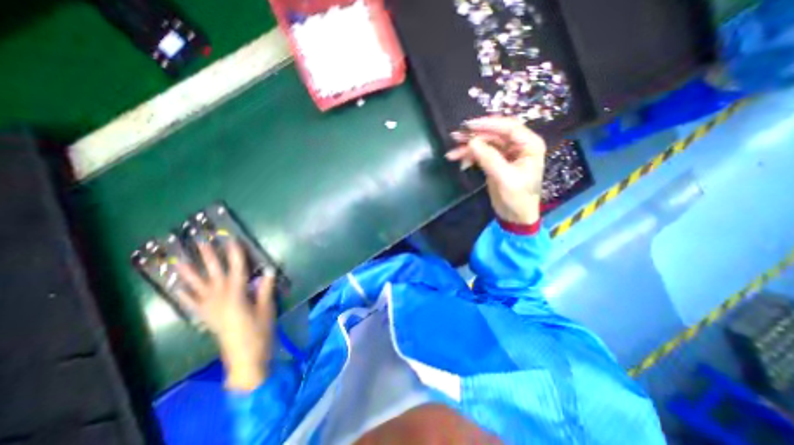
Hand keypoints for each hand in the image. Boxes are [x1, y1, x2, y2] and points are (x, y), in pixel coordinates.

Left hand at [177, 240, 276, 388]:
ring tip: (178, 260)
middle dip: (209, 256)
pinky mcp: (206, 317)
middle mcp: (220, 299)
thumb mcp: (266, 308)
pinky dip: (184, 293)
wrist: (245, 357)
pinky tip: (177, 285)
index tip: (231, 238)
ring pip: (197, 286)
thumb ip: (265, 288)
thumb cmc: (259, 331)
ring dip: (188, 272)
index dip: (235, 253)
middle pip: (214, 273)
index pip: (237, 269)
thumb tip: (269, 270)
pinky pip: (192, 303)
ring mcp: (210, 308)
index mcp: (236, 295)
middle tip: (201, 240)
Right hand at [445, 117, 546, 225]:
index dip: (488, 124)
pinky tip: (460, 162)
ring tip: (452, 154)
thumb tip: (472, 142)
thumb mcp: (504, 178)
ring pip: (485, 144)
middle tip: (455, 137)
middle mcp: (518, 146)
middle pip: (494, 134)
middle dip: (474, 137)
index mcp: (529, 145)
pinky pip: (481, 154)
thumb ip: (489, 159)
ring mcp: (505, 154)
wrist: (515, 216)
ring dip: (468, 148)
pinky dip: (470, 157)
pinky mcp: (495, 162)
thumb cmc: (517, 198)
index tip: (468, 126)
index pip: (508, 127)